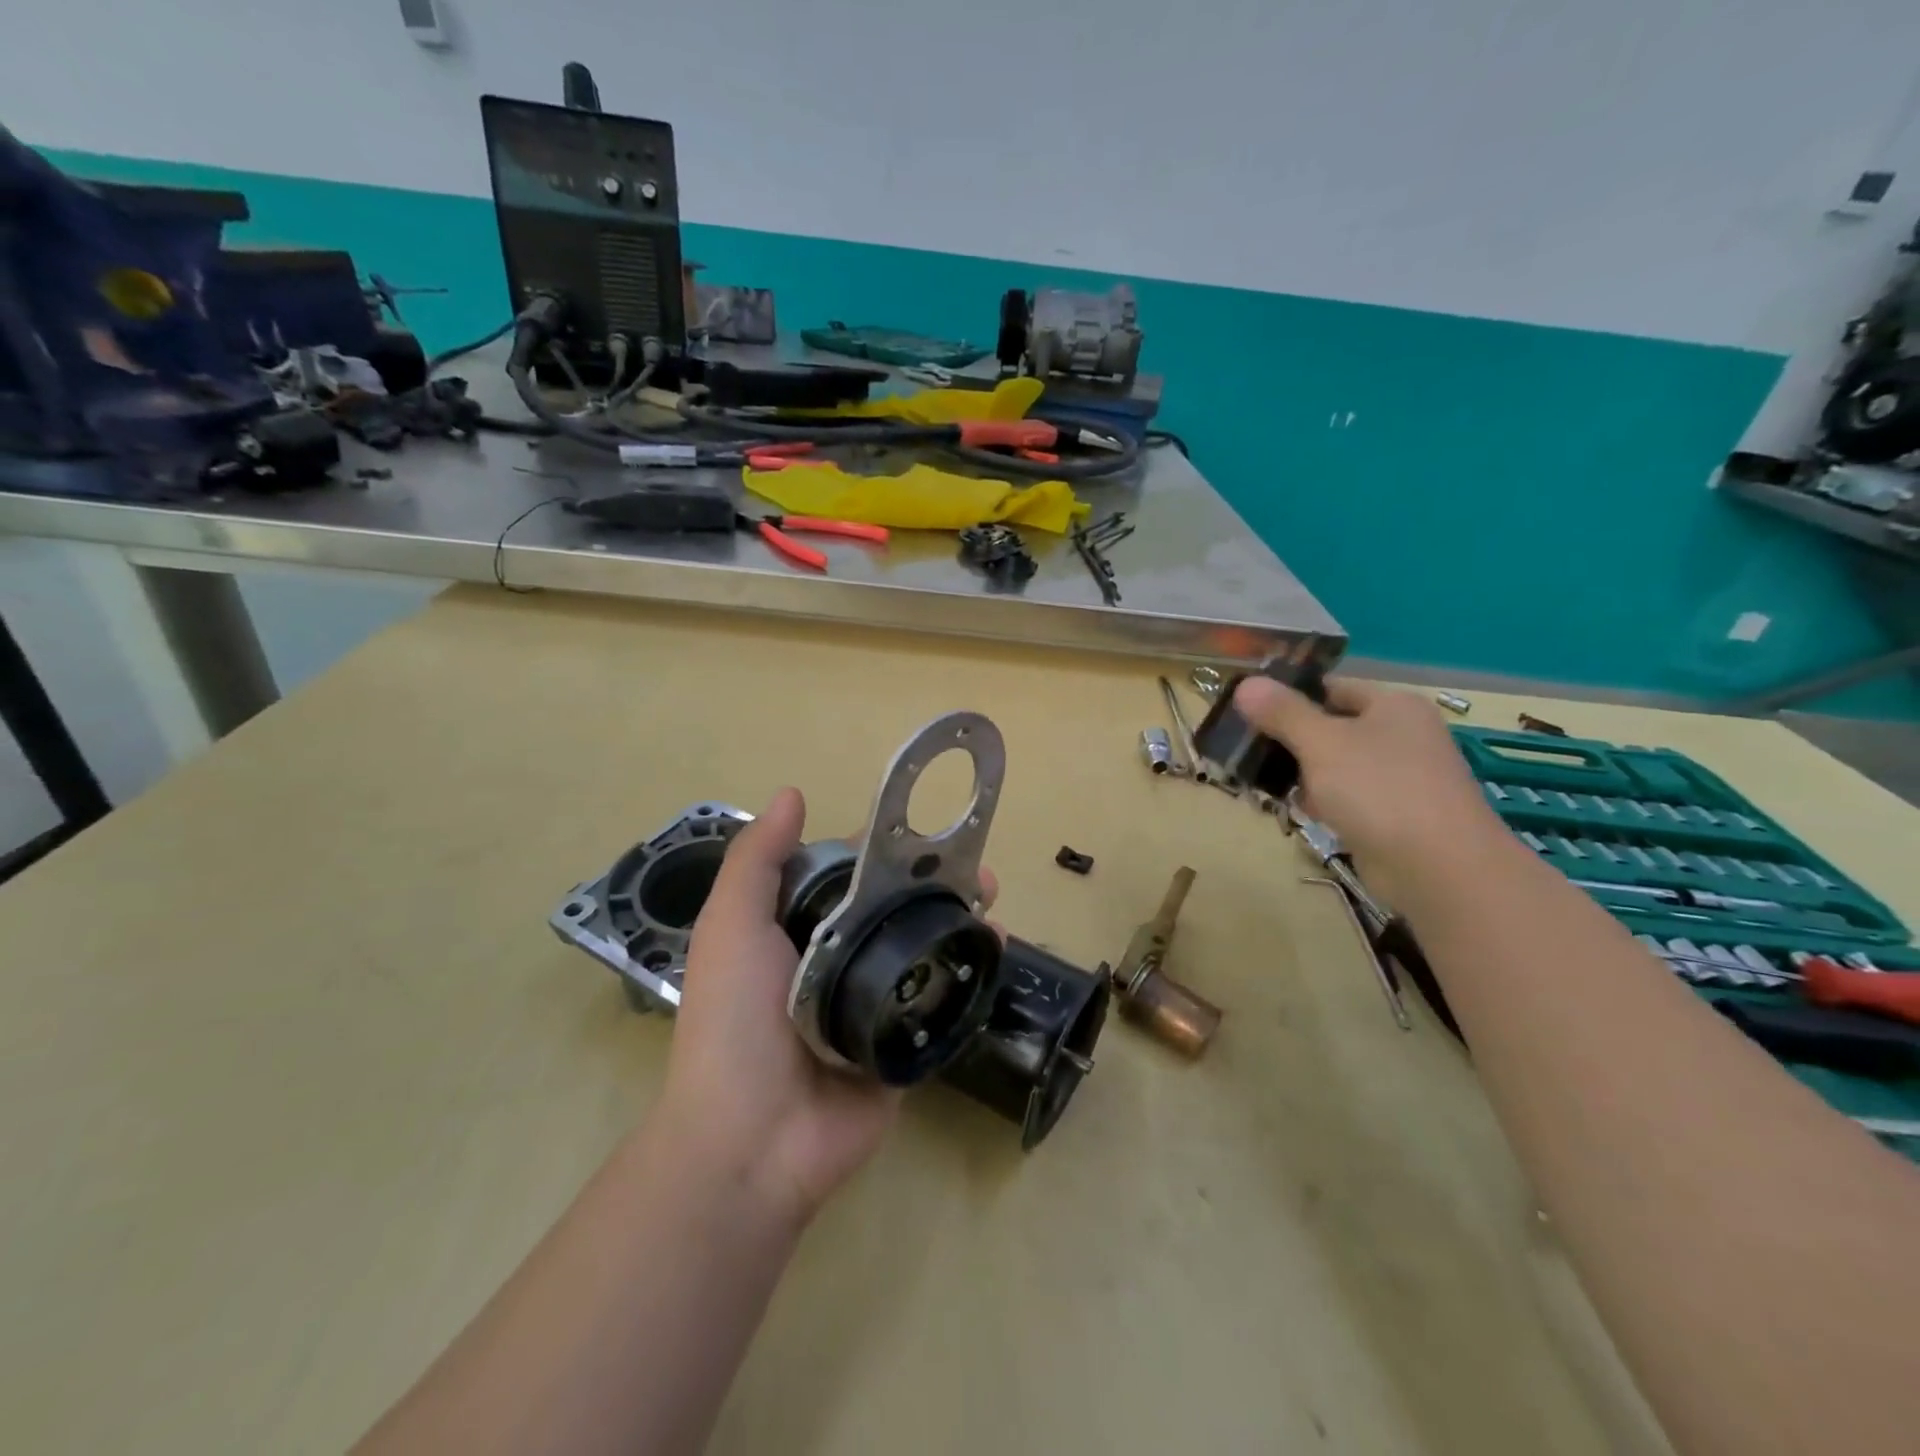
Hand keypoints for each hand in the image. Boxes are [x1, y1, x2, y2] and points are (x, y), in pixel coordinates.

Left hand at [658, 787, 994, 1226]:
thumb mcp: (732, 926)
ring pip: (924, 951)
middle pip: (895, 910)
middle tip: (976, 875)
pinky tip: (997, 953)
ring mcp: (873, 1005)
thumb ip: (758, 860)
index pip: (848, 877)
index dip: (884, 851)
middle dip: (935, 887)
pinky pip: (942, 1002)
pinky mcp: (904, 1045)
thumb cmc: (735, 1021)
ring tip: (993, 908)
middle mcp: (837, 961)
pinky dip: (970, 976)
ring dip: (960, 925)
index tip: (925, 832)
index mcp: (797, 932)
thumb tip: (792, 794)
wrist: (753, 1141)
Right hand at [1234, 675, 1505, 905]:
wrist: (1440, 868)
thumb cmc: (1379, 790)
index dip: (1288, 696)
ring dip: (1303, 774)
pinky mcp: (1395, 814)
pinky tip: (1302, 812)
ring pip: (1337, 765)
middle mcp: (1402, 734)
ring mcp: (1401, 776)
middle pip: (1331, 726)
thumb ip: (1282, 712)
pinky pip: (1349, 797)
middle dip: (1290, 740)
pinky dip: (1324, 802)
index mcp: (1393, 704)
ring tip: (1264, 784)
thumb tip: (1245, 683)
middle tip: (1247, 752)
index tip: (1246, 712)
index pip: (1330, 687)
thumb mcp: (1321, 742)